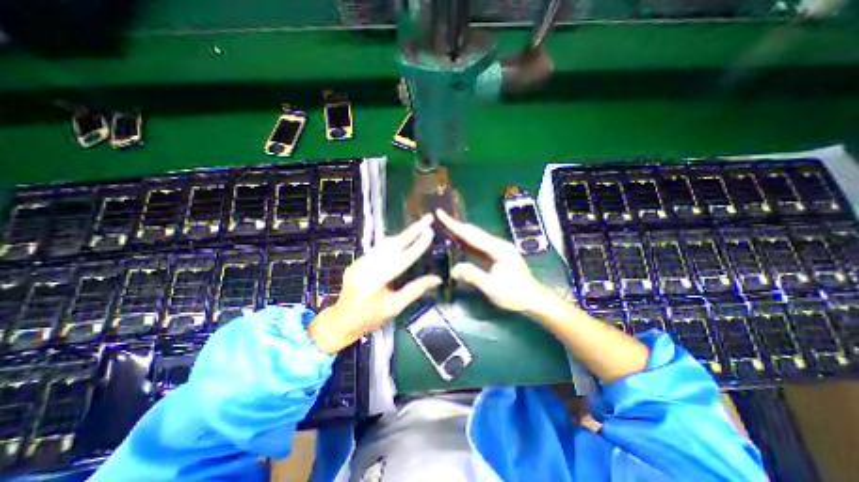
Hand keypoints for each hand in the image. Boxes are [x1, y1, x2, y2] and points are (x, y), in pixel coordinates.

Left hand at [307, 217, 437, 352]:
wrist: (342, 320)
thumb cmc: (370, 318)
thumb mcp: (394, 307)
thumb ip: (415, 290)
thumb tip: (437, 279)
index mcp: (374, 283)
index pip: (401, 260)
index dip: (417, 246)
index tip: (430, 233)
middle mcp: (364, 267)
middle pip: (392, 244)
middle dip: (411, 230)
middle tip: (427, 218)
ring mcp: (358, 262)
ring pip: (384, 243)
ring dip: (402, 234)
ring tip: (419, 225)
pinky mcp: (357, 261)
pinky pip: (378, 248)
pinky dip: (393, 242)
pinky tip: (403, 238)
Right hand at [436, 209, 548, 314]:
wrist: (532, 299)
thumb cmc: (514, 295)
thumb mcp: (493, 288)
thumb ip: (473, 276)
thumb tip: (453, 269)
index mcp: (498, 248)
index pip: (471, 234)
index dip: (454, 225)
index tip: (440, 213)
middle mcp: (497, 244)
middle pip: (472, 232)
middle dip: (455, 224)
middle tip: (439, 216)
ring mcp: (497, 248)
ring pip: (474, 237)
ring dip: (459, 231)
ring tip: (444, 225)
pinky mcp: (495, 254)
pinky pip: (477, 246)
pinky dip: (465, 241)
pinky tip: (456, 240)